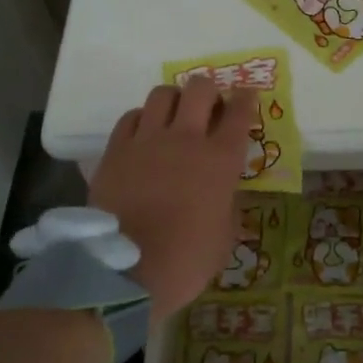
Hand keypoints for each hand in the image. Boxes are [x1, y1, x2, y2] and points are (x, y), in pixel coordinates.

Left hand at [88, 79, 255, 321]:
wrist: (125, 274)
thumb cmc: (186, 261)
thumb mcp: (224, 236)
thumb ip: (227, 204)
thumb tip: (224, 193)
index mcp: (221, 160)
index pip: (240, 111)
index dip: (246, 98)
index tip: (246, 97)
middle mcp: (186, 139)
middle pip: (201, 89)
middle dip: (209, 91)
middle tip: (209, 108)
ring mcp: (147, 141)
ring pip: (163, 93)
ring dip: (175, 100)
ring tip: (174, 117)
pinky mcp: (116, 150)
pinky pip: (131, 117)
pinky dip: (143, 119)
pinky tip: (144, 135)